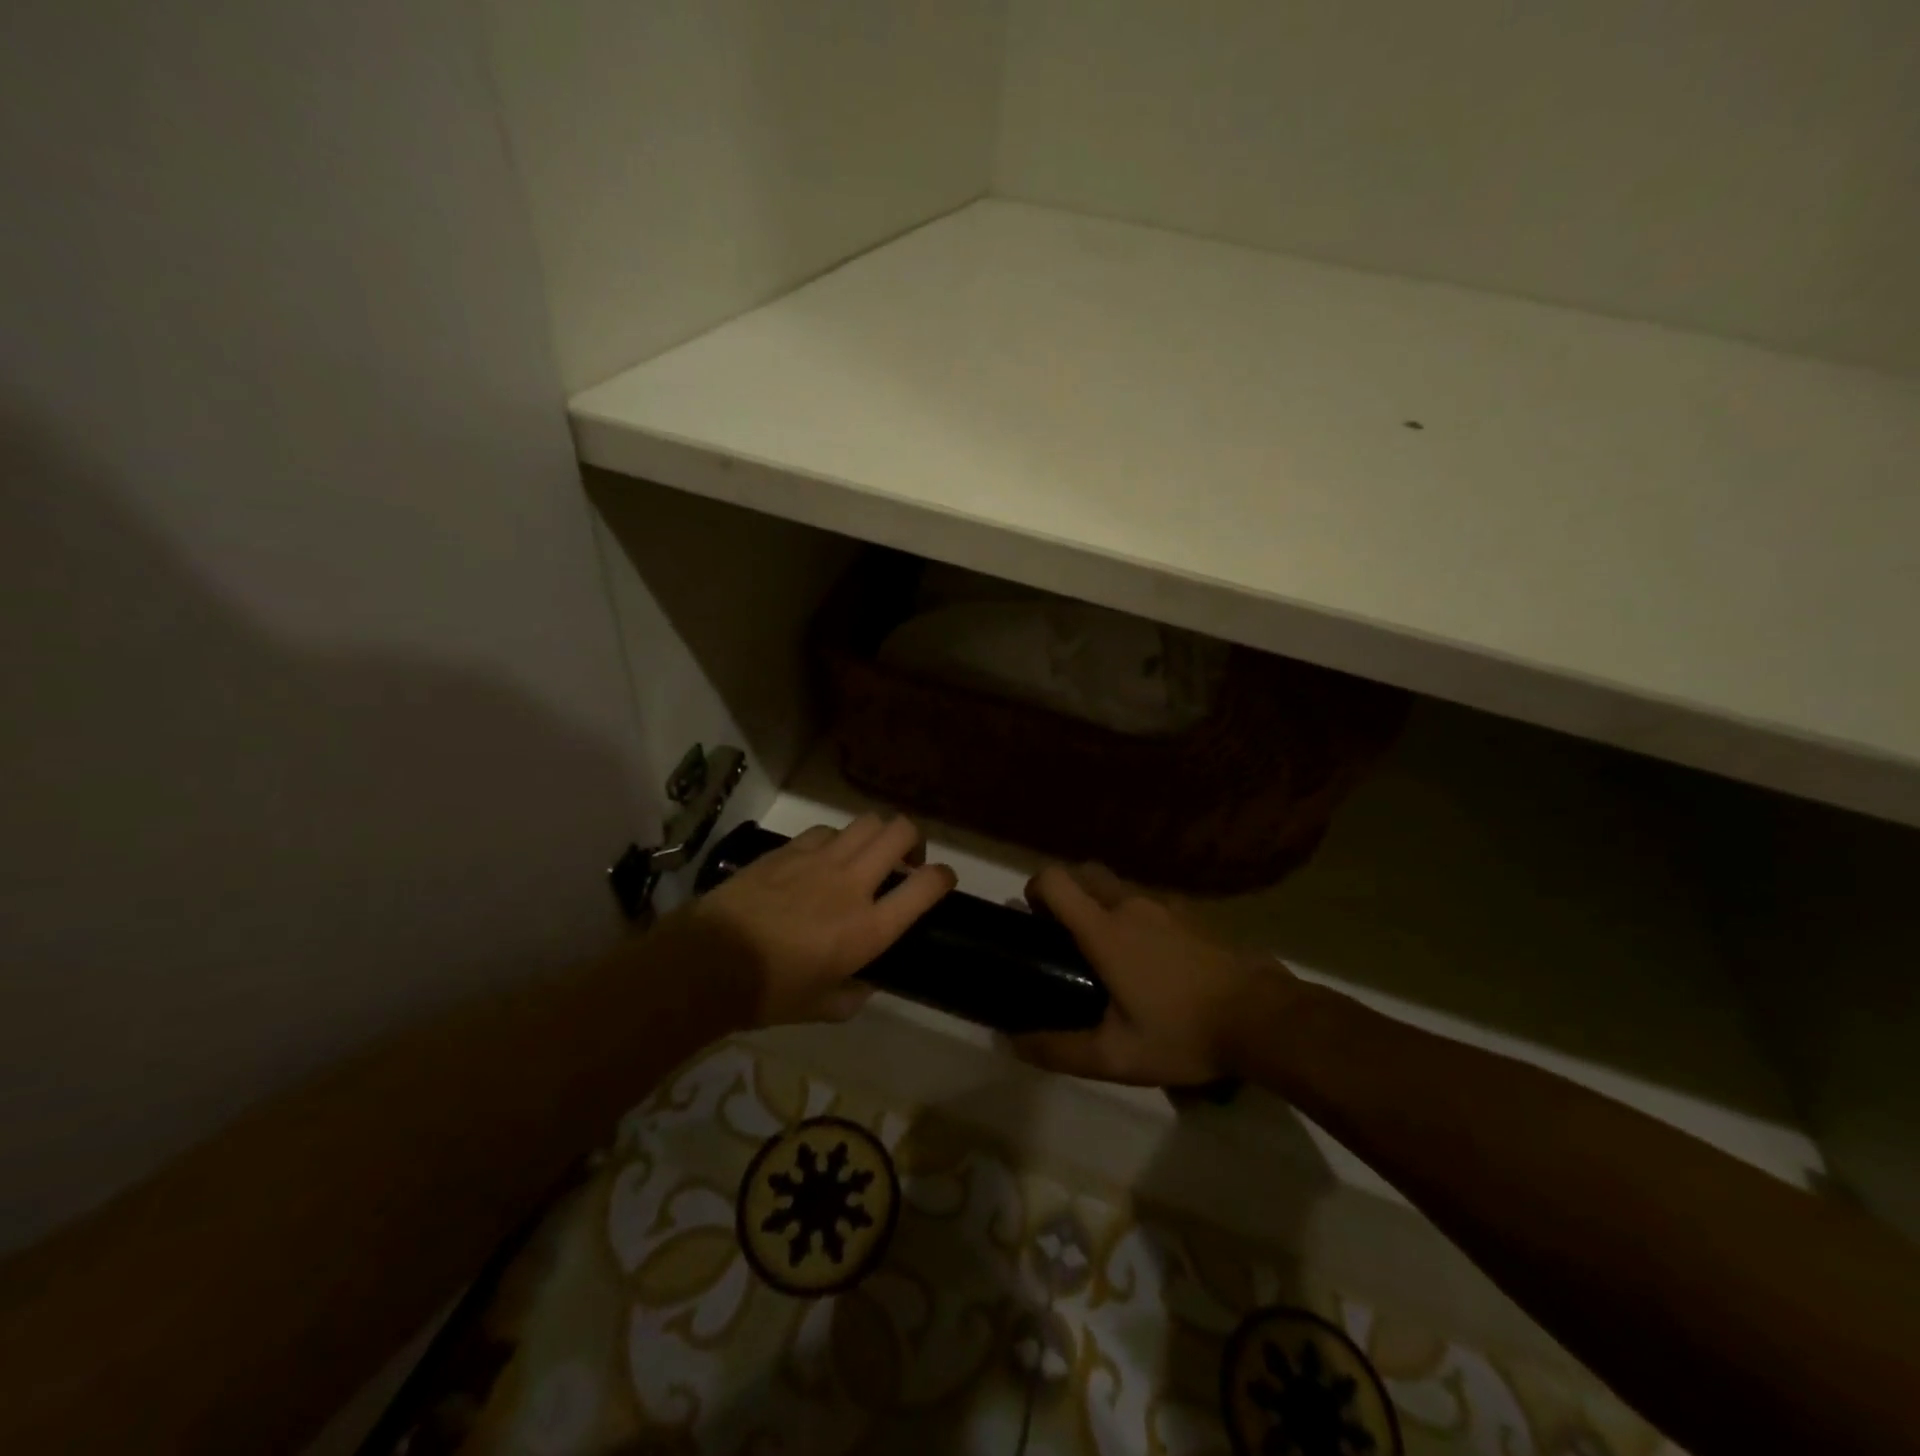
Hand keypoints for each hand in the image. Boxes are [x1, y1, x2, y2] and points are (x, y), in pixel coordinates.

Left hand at [673, 815, 956, 1026]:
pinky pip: (827, 831)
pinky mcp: (789, 849)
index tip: (941, 881)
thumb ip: (854, 994)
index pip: (927, 886)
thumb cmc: (769, 993)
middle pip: (901, 832)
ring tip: (865, 856)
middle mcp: (853, 884)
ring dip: (876, 836)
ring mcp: (820, 860)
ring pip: (867, 822)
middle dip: (913, 841)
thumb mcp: (823, 1008)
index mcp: (870, 928)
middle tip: (903, 863)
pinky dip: (836, 840)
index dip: (943, 877)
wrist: (707, 963)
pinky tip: (822, 859)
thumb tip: (865, 983)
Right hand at [1014, 864, 1294, 1085]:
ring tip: (1108, 952)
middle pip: (1085, 872)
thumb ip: (1060, 1050)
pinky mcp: (1193, 913)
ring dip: (1101, 903)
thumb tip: (1014, 1042)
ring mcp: (1167, 904)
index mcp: (1105, 929)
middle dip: (1066, 893)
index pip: (1055, 879)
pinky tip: (1151, 958)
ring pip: (1118, 885)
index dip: (1034, 890)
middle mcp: (1132, 904)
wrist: (1264, 1017)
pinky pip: (1149, 900)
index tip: (1034, 921)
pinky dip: (1135, 914)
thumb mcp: (1117, 1057)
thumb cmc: (1184, 1032)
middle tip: (1065, 936)